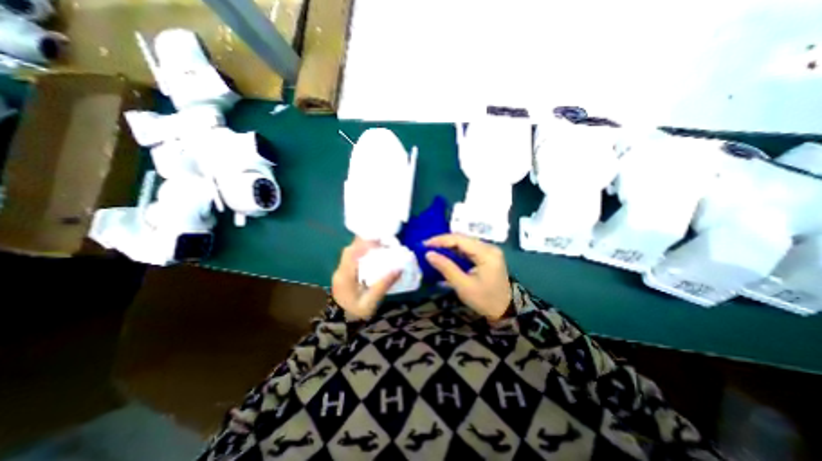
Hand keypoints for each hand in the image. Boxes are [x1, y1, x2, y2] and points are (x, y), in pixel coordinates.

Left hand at [330, 240, 401, 318]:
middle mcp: (340, 271)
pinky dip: (362, 256)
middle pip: (351, 250)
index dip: (364, 243)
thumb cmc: (355, 315)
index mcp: (344, 276)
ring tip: (380, 248)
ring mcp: (341, 273)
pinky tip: (373, 259)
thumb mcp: (371, 302)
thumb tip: (399, 268)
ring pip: (351, 254)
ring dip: (364, 249)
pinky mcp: (344, 276)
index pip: (351, 252)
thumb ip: (383, 285)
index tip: (380, 241)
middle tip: (382, 243)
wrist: (340, 326)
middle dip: (365, 243)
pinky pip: (353, 260)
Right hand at [428, 234, 511, 320]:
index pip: (460, 239)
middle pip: (462, 238)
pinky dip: (455, 251)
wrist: (504, 311)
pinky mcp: (486, 256)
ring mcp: (489, 251)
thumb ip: (446, 267)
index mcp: (486, 253)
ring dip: (448, 246)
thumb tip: (428, 254)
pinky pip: (468, 249)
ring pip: (464, 243)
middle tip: (426, 248)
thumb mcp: (463, 286)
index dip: (441, 240)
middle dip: (443, 242)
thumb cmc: (485, 300)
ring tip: (433, 250)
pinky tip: (445, 255)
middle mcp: (489, 247)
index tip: (425, 244)